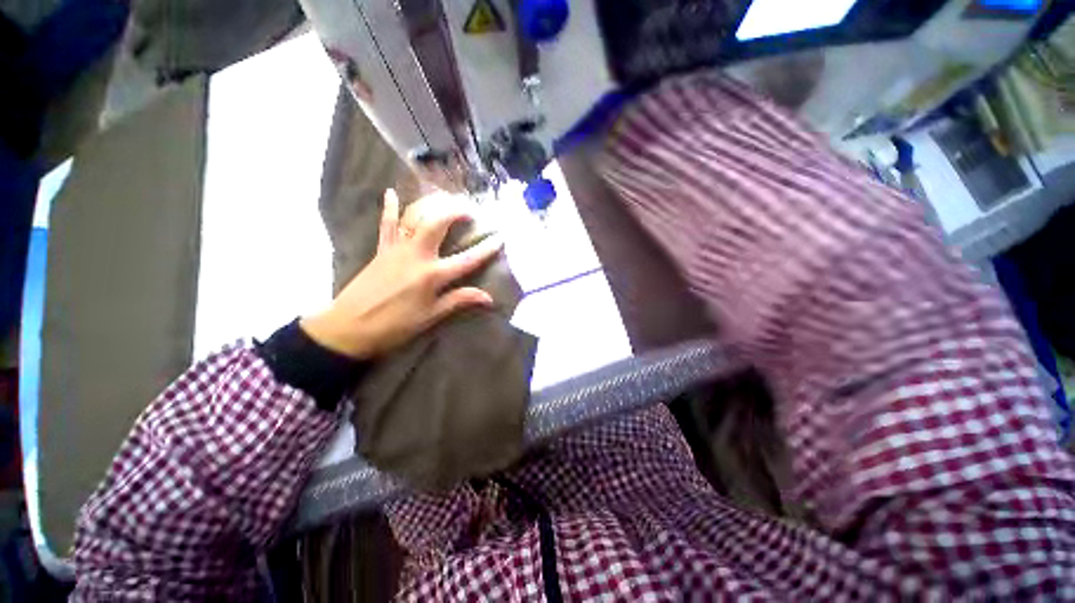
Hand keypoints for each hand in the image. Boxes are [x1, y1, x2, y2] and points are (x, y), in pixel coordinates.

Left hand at [300, 189, 501, 358]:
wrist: (349, 327)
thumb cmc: (395, 326)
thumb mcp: (431, 316)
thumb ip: (459, 300)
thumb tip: (488, 297)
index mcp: (432, 275)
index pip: (466, 260)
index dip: (486, 249)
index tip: (499, 238)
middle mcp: (416, 255)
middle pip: (438, 224)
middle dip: (455, 212)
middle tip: (469, 210)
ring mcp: (397, 249)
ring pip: (414, 217)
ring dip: (430, 204)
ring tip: (445, 198)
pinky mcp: (381, 249)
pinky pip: (386, 224)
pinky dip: (389, 208)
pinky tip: (391, 192)